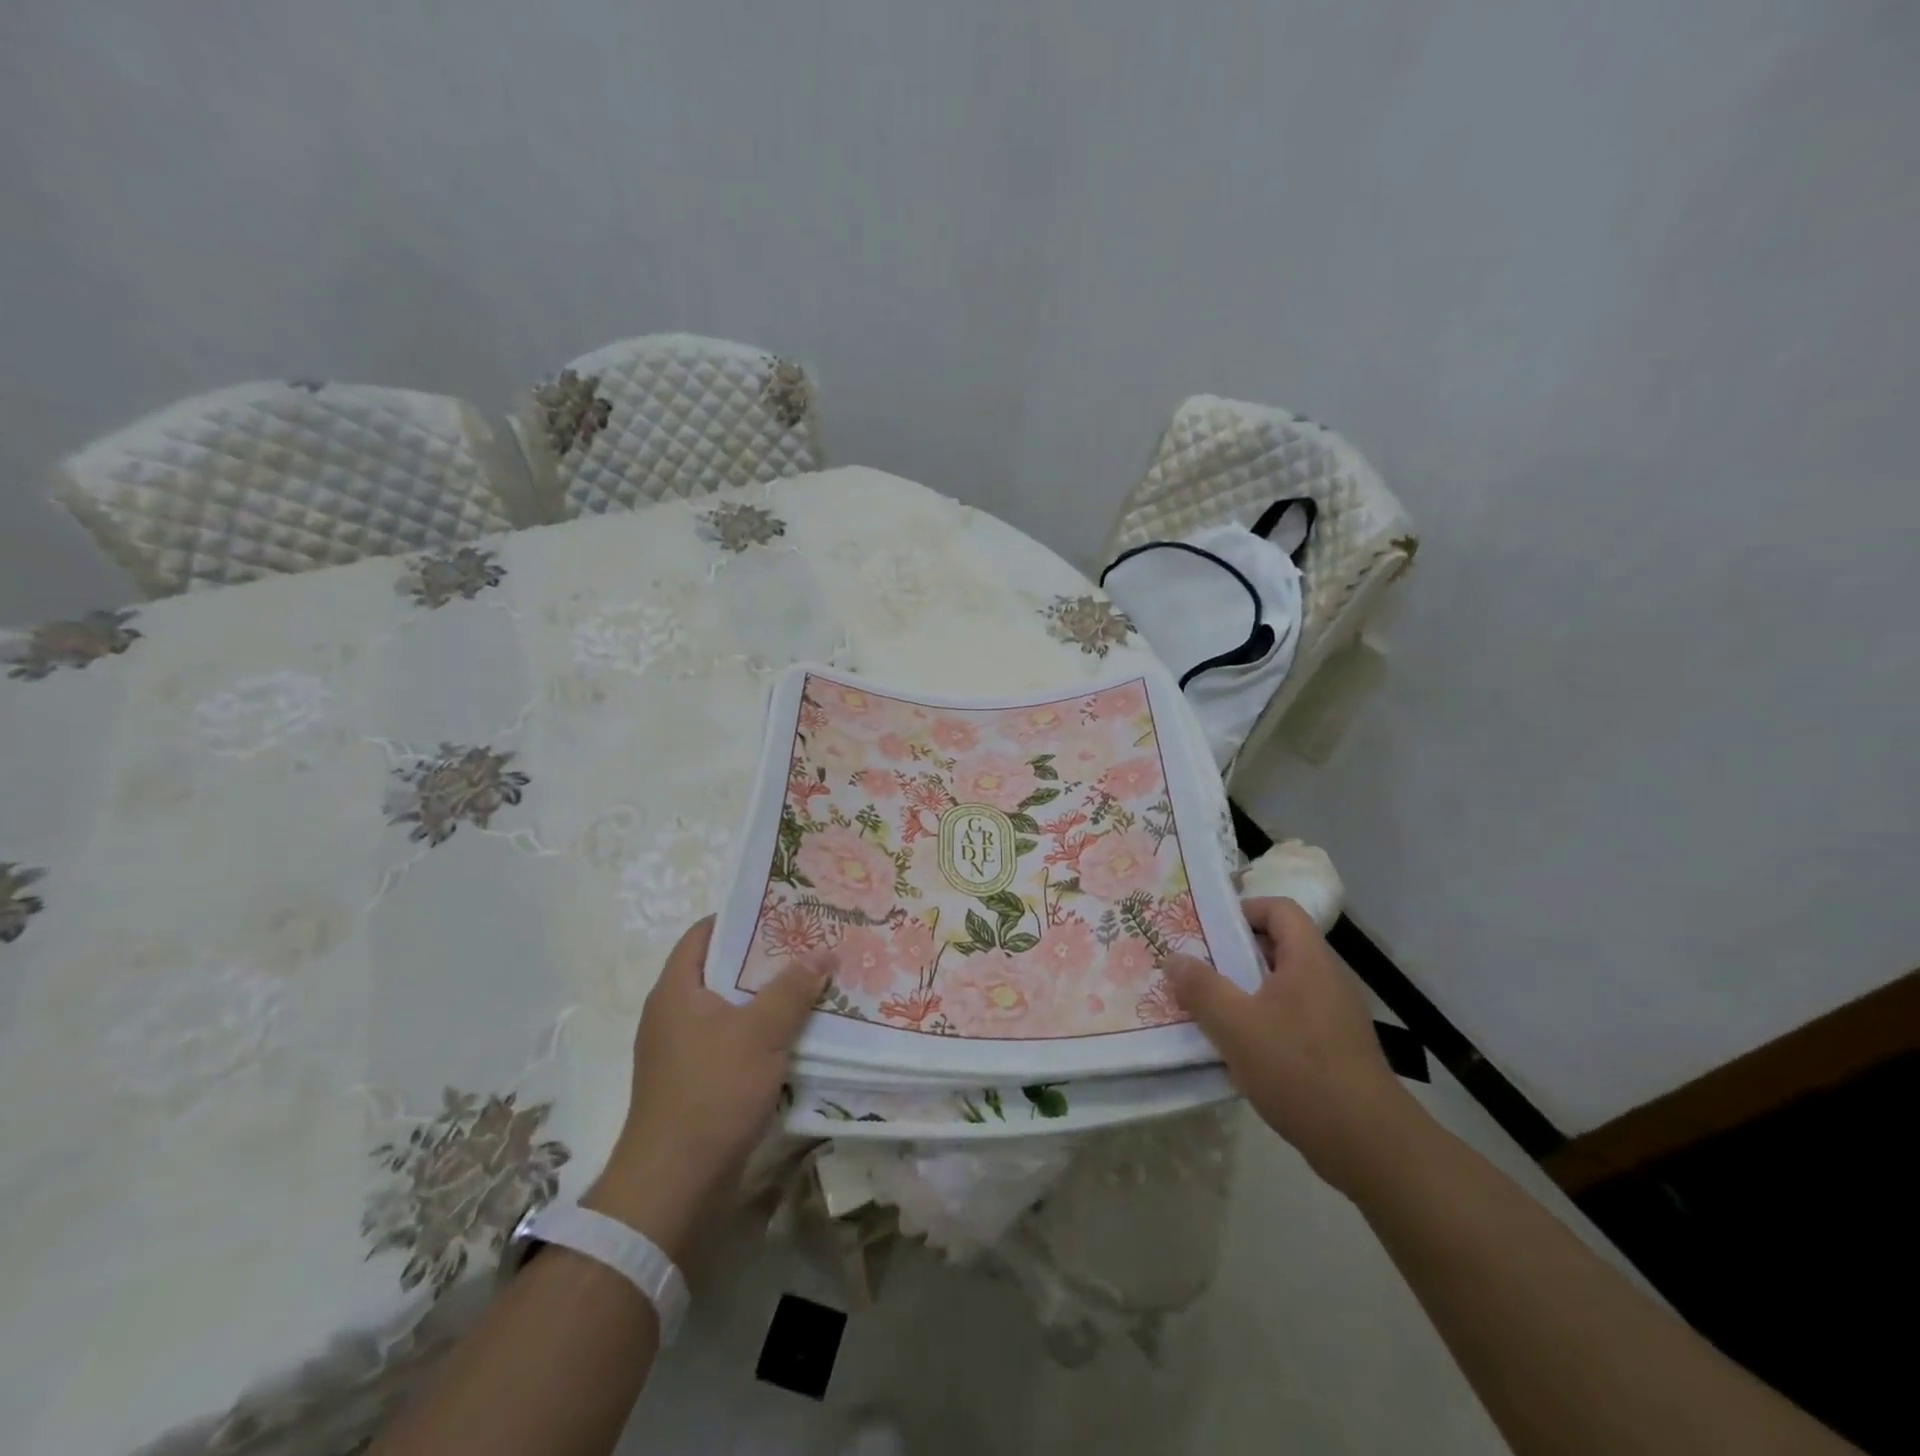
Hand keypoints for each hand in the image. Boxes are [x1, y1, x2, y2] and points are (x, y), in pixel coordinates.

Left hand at [585, 916, 834, 1263]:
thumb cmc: (712, 1092)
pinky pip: (732, 1042)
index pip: (704, 933)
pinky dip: (761, 1033)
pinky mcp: (695, 1083)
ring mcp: (682, 1052)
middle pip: (721, 970)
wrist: (674, 1185)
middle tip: (809, 945)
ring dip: (767, 999)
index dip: (741, 917)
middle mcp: (673, 1014)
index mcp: (676, 990)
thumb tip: (824, 952)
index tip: (782, 911)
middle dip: (765, 959)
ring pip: (730, 1009)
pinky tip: (796, 1034)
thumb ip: (793, 988)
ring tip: (812, 984)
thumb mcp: (761, 1032)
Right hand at [1163, 896, 1419, 1194]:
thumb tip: (1174, 959)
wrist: (1367, 1144)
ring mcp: (1335, 1016)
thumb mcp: (1235, 1025)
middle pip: (1277, 946)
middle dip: (1234, 953)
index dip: (1243, 909)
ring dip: (1244, 991)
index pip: (1279, 909)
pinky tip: (1238, 1049)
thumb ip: (1201, 987)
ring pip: (1282, 986)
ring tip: (1208, 1008)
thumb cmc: (1298, 1069)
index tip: (1208, 929)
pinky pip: (1292, 1017)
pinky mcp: (1336, 1049)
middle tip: (1196, 967)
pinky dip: (1262, 1022)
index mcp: (1309, 960)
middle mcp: (1326, 979)